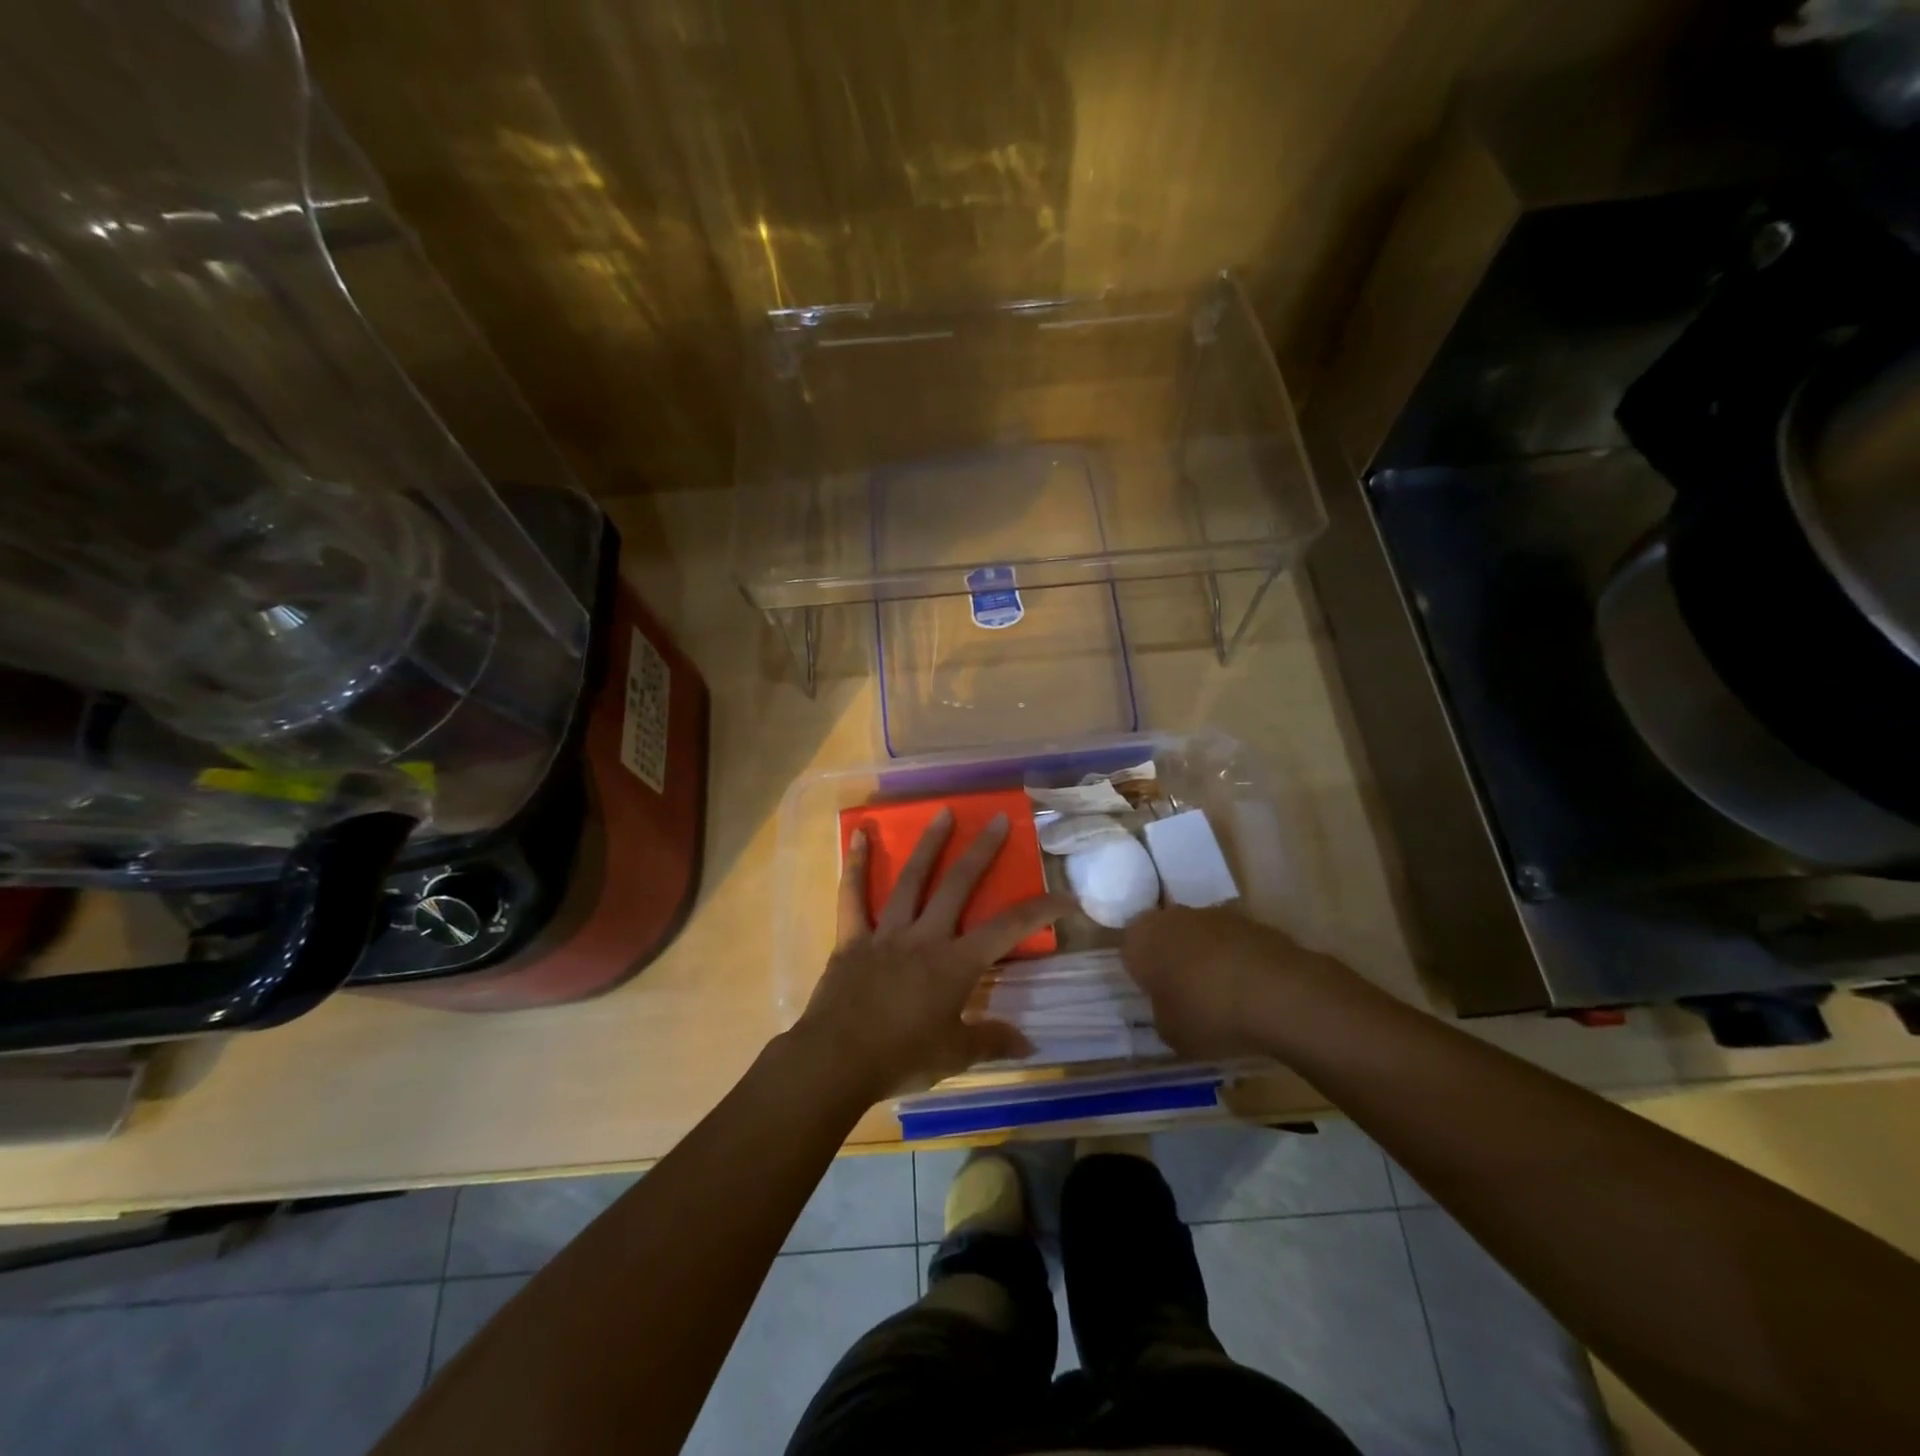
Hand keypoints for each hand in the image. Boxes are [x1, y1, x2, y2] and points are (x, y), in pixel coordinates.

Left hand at [796, 808, 1071, 1098]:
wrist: (836, 1062)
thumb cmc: (901, 1058)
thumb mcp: (955, 1055)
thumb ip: (991, 1041)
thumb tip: (1029, 1043)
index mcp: (955, 964)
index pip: (1008, 929)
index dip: (1040, 910)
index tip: (1065, 896)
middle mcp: (924, 937)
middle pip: (959, 885)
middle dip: (982, 851)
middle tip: (998, 819)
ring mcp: (886, 933)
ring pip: (911, 879)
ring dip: (929, 844)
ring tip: (943, 813)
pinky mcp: (852, 938)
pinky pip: (853, 896)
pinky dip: (856, 865)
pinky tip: (857, 834)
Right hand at [1122, 906, 1355, 1060]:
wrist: (1278, 993)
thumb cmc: (1208, 1014)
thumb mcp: (1171, 1034)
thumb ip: (1161, 1017)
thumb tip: (1168, 1010)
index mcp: (1141, 940)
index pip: (1129, 951)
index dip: (1141, 975)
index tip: (1155, 997)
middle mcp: (1171, 918)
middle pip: (1164, 936)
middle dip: (1171, 960)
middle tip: (1184, 995)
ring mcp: (1212, 914)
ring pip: (1197, 936)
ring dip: (1204, 957)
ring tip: (1221, 995)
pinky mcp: (1249, 920)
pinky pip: (1230, 942)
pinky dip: (1235, 959)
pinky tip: (1249, 989)